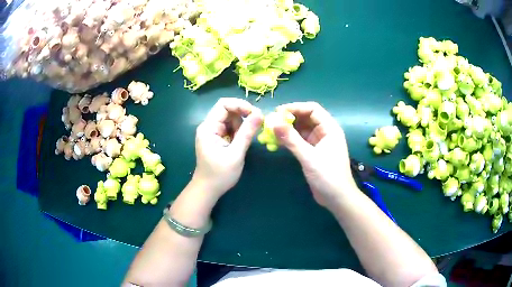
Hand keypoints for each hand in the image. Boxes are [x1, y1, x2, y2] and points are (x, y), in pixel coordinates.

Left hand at [192, 98, 262, 200]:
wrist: (208, 190)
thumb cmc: (220, 175)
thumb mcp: (236, 154)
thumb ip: (247, 133)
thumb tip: (260, 114)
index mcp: (208, 128)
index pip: (223, 104)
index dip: (240, 105)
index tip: (255, 114)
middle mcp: (208, 126)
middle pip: (227, 111)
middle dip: (242, 117)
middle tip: (255, 128)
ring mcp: (211, 132)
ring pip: (230, 119)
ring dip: (241, 126)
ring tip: (243, 142)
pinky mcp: (216, 138)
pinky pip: (229, 128)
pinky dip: (238, 132)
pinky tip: (239, 144)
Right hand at [273, 102, 357, 208]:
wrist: (337, 199)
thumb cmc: (328, 176)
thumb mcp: (309, 157)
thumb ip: (291, 139)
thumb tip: (273, 122)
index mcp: (330, 128)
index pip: (312, 109)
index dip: (295, 108)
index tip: (277, 112)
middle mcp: (325, 132)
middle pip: (306, 118)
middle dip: (289, 118)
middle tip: (271, 122)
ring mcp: (319, 142)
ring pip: (301, 129)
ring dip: (287, 130)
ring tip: (271, 132)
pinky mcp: (313, 152)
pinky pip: (299, 141)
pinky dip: (289, 140)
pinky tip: (277, 142)